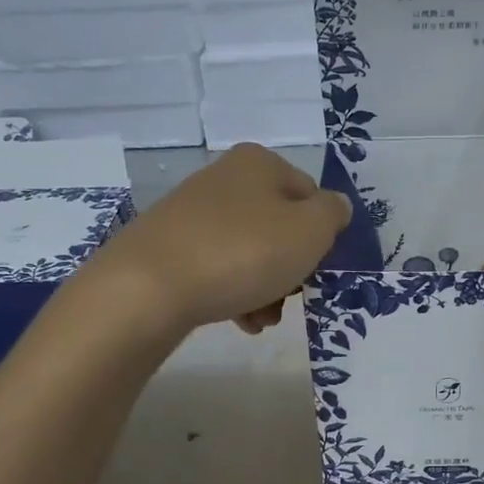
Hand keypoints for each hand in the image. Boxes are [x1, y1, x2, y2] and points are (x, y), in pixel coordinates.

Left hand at [87, 143, 350, 335]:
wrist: (149, 287)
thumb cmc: (244, 252)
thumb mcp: (311, 231)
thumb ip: (334, 214)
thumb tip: (334, 207)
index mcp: (260, 163)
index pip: (311, 196)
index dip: (321, 235)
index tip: (315, 268)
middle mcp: (225, 178)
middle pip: (279, 226)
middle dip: (291, 268)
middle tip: (289, 298)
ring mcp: (192, 212)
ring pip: (250, 251)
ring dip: (266, 287)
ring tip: (261, 320)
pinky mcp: (169, 245)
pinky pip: (218, 267)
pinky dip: (234, 292)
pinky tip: (238, 320)